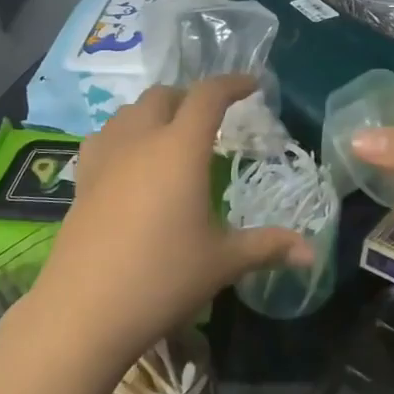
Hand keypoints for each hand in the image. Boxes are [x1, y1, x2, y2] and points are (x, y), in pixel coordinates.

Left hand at [30, 76, 312, 369]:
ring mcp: (105, 157)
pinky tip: (129, 160)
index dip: (233, 83)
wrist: (85, 310)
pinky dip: (123, 134)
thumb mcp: (223, 262)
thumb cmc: (163, 278)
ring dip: (154, 112)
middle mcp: (141, 140)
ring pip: (129, 111)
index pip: (208, 96)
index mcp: (180, 148)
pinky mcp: (82, 179)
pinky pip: (104, 137)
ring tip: (171, 135)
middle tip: (211, 119)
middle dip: (190, 97)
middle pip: (164, 95)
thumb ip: (268, 247)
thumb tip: (311, 252)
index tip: (252, 85)